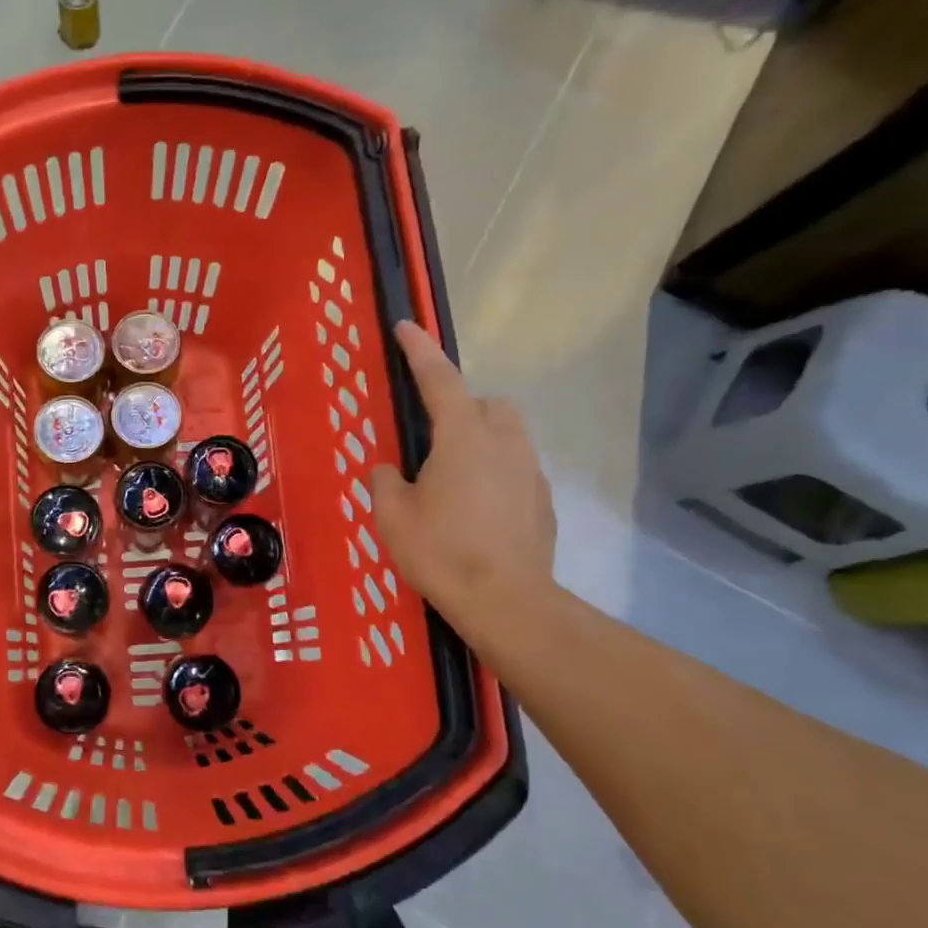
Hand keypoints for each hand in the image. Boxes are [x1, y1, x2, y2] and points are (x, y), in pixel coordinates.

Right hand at [370, 320, 555, 634]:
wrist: (506, 601)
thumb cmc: (441, 551)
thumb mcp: (392, 515)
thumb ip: (385, 482)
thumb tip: (388, 470)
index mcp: (462, 437)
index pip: (439, 380)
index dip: (419, 350)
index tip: (406, 326)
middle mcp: (504, 443)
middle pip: (487, 403)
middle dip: (462, 405)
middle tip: (432, 435)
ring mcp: (530, 471)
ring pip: (507, 434)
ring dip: (480, 438)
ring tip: (452, 475)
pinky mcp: (542, 501)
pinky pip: (516, 468)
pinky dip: (495, 473)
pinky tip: (475, 508)